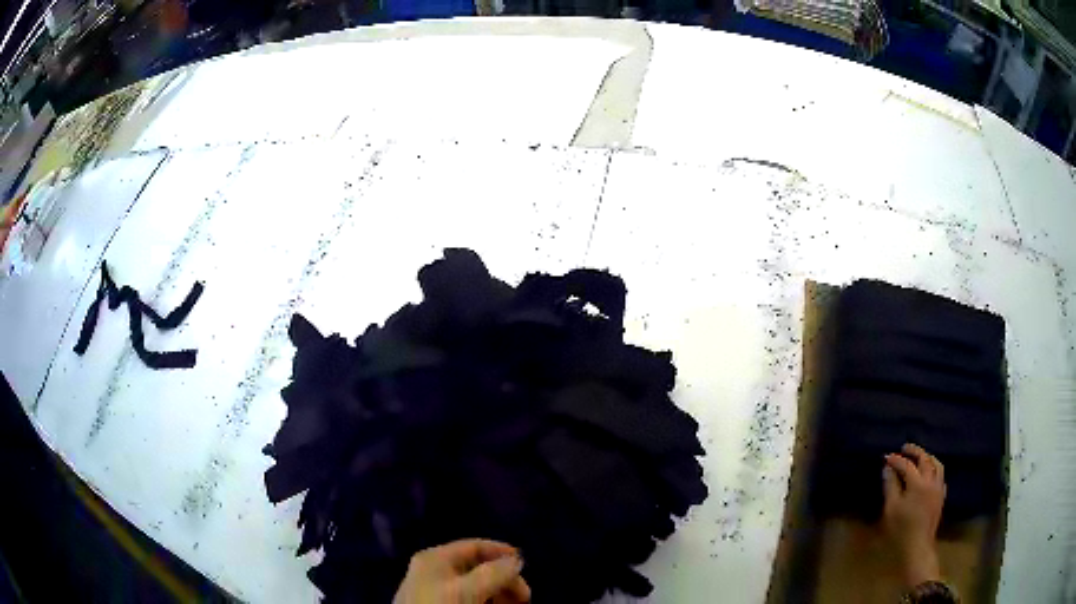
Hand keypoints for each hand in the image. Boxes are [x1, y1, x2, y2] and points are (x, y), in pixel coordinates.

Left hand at [394, 539, 530, 603]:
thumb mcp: (468, 590)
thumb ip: (494, 573)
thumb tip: (516, 560)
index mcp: (436, 558)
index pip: (474, 546)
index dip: (502, 552)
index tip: (526, 566)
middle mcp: (435, 571)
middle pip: (478, 568)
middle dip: (504, 580)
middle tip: (524, 598)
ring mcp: (436, 591)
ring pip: (476, 586)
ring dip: (499, 594)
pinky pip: (470, 599)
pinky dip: (487, 602)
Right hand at [882, 443, 945, 587]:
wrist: (918, 547)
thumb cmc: (901, 530)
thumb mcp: (891, 509)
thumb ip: (890, 486)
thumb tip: (888, 468)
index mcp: (918, 483)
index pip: (907, 464)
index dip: (896, 460)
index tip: (886, 457)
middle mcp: (931, 481)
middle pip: (925, 459)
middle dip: (914, 451)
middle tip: (904, 448)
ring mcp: (939, 488)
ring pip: (937, 464)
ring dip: (927, 457)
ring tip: (919, 456)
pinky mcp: (941, 496)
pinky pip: (941, 476)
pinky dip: (934, 469)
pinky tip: (929, 474)